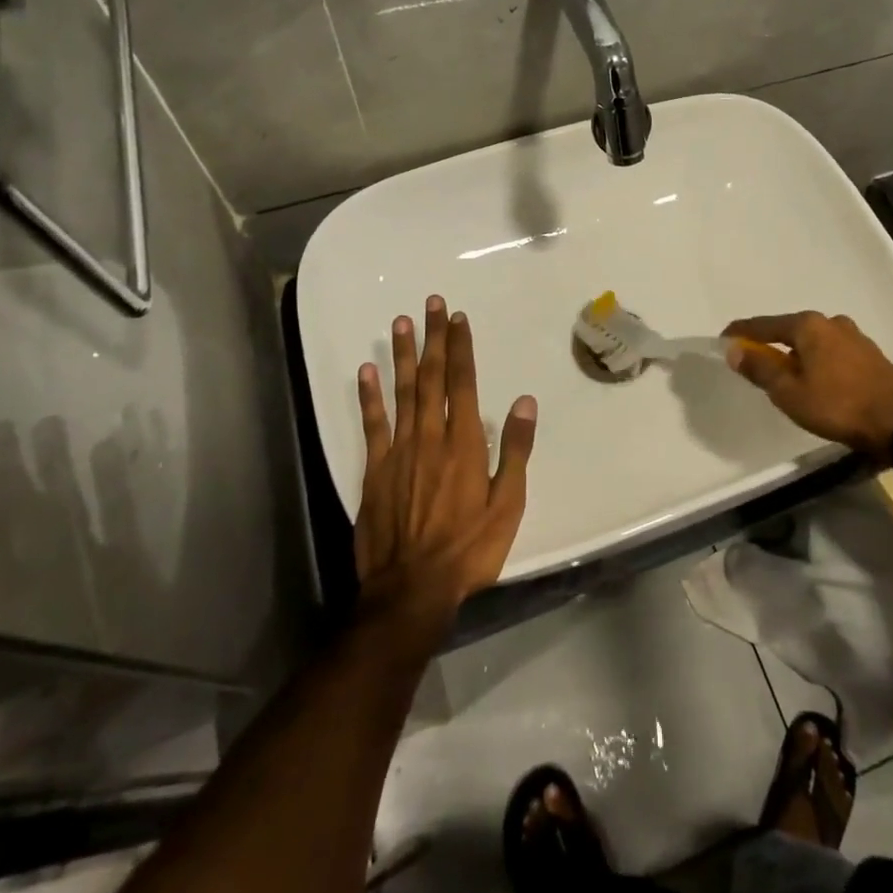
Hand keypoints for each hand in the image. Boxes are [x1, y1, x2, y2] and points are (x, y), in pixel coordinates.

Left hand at [354, 296, 537, 636]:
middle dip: (434, 338)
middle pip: (432, 378)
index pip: (463, 383)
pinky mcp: (374, 471)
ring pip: (402, 392)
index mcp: (465, 443)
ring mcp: (399, 452)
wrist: (411, 589)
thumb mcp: (508, 505)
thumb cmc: (469, 549)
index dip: (461, 348)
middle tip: (432, 303)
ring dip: (404, 355)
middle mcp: (431, 437)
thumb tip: (525, 402)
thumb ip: (515, 450)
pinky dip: (369, 396)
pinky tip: (367, 370)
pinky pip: (372, 425)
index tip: (459, 319)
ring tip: (402, 322)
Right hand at [723, 311, 892, 460]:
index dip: (741, 332)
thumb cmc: (838, 405)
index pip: (764, 325)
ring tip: (786, 375)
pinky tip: (817, 380)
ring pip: (814, 342)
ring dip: (797, 355)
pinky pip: (832, 353)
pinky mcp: (870, 356)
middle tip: (754, 362)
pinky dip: (817, 362)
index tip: (723, 339)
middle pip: (790, 331)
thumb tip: (734, 349)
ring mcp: (855, 337)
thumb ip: (760, 369)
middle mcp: (831, 323)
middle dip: (771, 344)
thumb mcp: (789, 392)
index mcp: (808, 325)